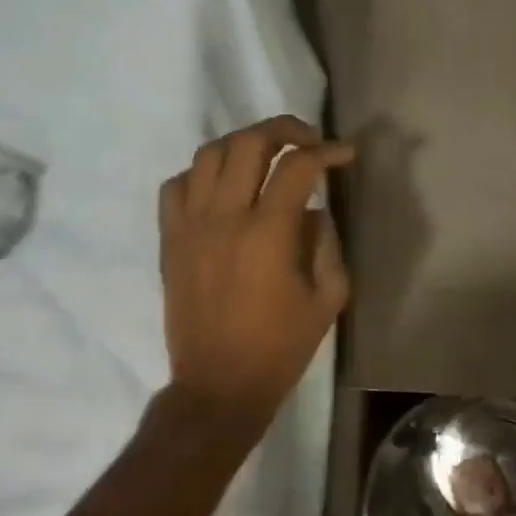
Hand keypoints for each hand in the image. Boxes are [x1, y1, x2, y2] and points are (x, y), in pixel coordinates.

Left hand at [159, 116, 354, 426]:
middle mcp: (224, 218)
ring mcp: (190, 226)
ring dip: (242, 144)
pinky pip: (175, 186)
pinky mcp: (170, 241)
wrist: (219, 386)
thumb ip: (328, 245)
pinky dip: (200, 174)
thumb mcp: (328, 299)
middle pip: (248, 143)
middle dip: (284, 129)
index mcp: (268, 234)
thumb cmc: (280, 347)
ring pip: (208, 155)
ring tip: (265, 155)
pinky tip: (222, 187)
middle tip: (307, 139)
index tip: (345, 155)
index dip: (328, 152)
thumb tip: (315, 211)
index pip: (298, 167)